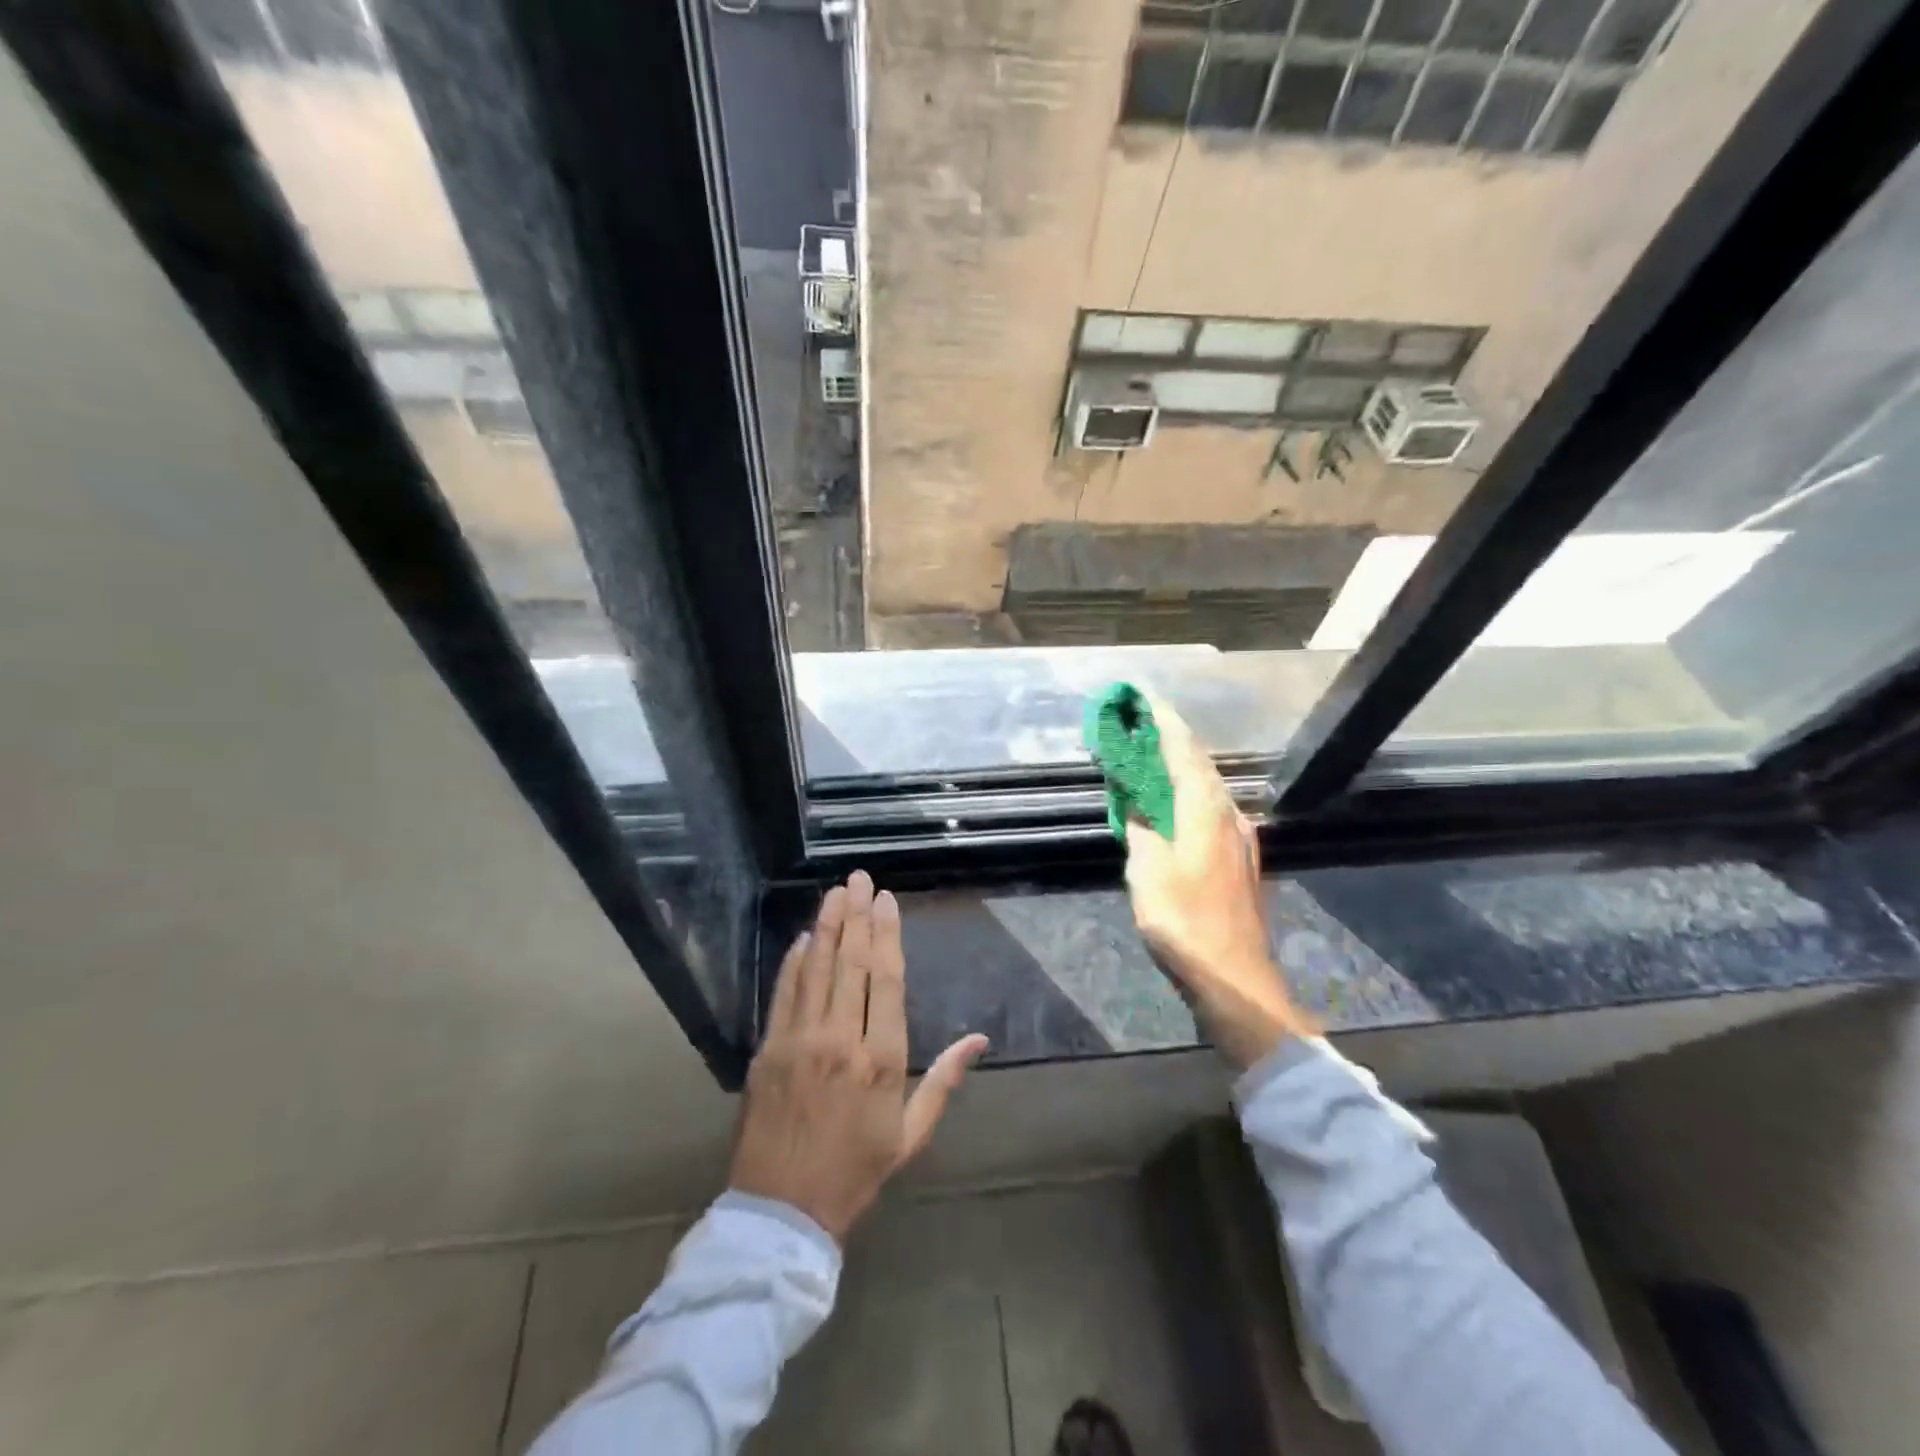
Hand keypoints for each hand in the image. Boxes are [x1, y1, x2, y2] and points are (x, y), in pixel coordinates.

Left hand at [730, 870, 989, 1242]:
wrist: (782, 1212)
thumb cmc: (855, 1172)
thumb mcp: (910, 1134)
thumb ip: (944, 1080)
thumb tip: (979, 1039)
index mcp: (881, 1060)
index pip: (885, 979)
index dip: (887, 934)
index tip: (887, 901)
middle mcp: (840, 1039)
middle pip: (851, 962)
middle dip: (857, 915)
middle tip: (860, 878)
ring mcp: (799, 1041)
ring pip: (816, 968)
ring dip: (826, 925)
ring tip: (836, 892)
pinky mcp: (767, 1049)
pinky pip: (783, 993)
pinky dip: (794, 961)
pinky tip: (805, 937)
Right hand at [1123, 696, 1317, 1068]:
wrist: (1234, 977)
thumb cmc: (1185, 920)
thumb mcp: (1147, 872)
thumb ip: (1140, 830)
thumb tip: (1137, 806)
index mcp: (1204, 809)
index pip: (1183, 750)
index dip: (1162, 720)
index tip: (1142, 695)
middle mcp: (1228, 814)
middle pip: (1199, 764)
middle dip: (1170, 738)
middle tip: (1140, 723)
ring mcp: (1239, 838)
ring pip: (1208, 787)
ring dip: (1180, 767)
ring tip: (1152, 758)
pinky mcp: (1240, 860)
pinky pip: (1211, 810)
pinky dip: (1188, 795)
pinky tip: (1176, 807)